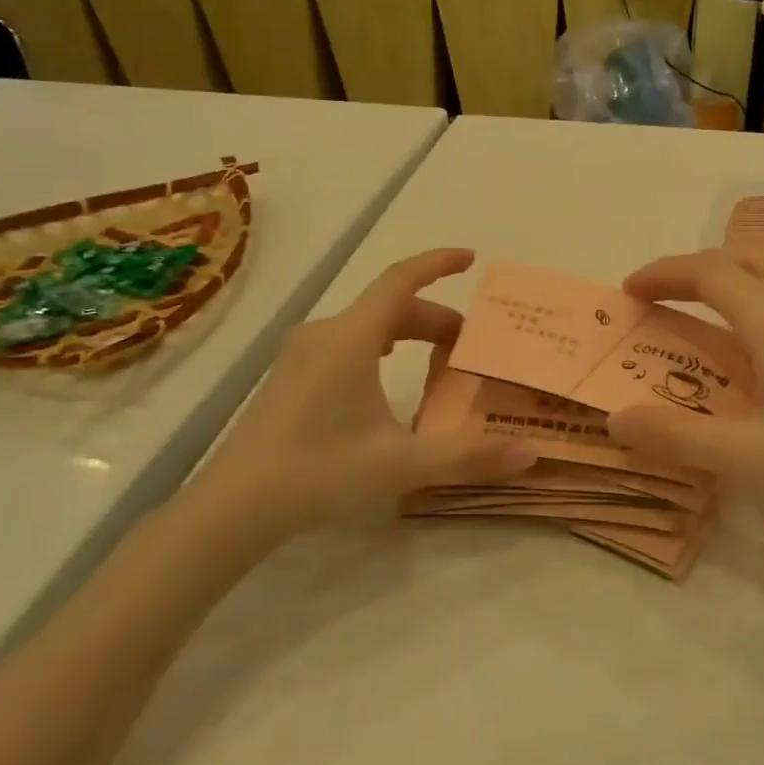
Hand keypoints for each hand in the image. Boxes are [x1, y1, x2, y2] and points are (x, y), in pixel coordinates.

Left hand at [177, 249, 534, 557]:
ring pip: (367, 325)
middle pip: (390, 306)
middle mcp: (325, 333)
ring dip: (407, 333)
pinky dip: (380, 346)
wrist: (233, 506)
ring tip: (437, 360)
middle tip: (468, 346)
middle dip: (435, 318)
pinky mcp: (289, 375)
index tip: (471, 258)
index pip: (401, 279)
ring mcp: (301, 353)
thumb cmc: (320, 472)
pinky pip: (346, 342)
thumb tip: (530, 454)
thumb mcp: (402, 464)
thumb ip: (468, 456)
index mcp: (352, 338)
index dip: (438, 263)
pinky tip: (386, 378)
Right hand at [606, 250, 763, 531]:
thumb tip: (615, 418)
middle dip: (690, 269)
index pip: (708, 272)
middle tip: (658, 299)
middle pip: (738, 258)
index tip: (628, 293)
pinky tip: (750, 338)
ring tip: (697, 309)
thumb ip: (678, 436)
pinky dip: (752, 291)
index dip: (663, 273)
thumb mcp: (749, 459)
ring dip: (725, 274)